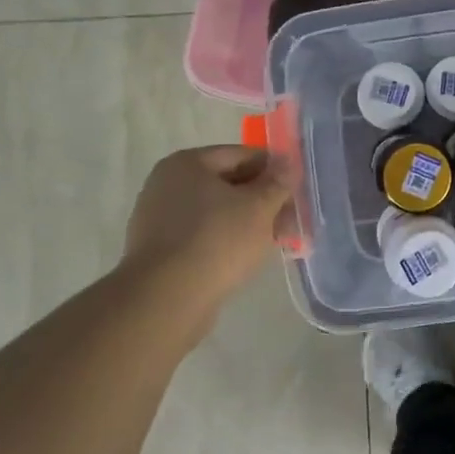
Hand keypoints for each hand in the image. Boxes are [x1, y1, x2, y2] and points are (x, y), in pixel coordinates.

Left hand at [121, 145, 291, 302]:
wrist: (166, 298)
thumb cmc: (218, 240)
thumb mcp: (260, 207)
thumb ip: (277, 182)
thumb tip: (286, 163)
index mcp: (187, 163)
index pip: (242, 155)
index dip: (274, 170)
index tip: (296, 190)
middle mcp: (167, 183)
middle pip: (228, 184)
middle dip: (263, 200)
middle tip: (291, 220)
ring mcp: (158, 218)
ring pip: (217, 212)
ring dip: (248, 222)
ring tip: (275, 241)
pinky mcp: (159, 250)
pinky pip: (202, 235)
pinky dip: (226, 241)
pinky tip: (246, 257)